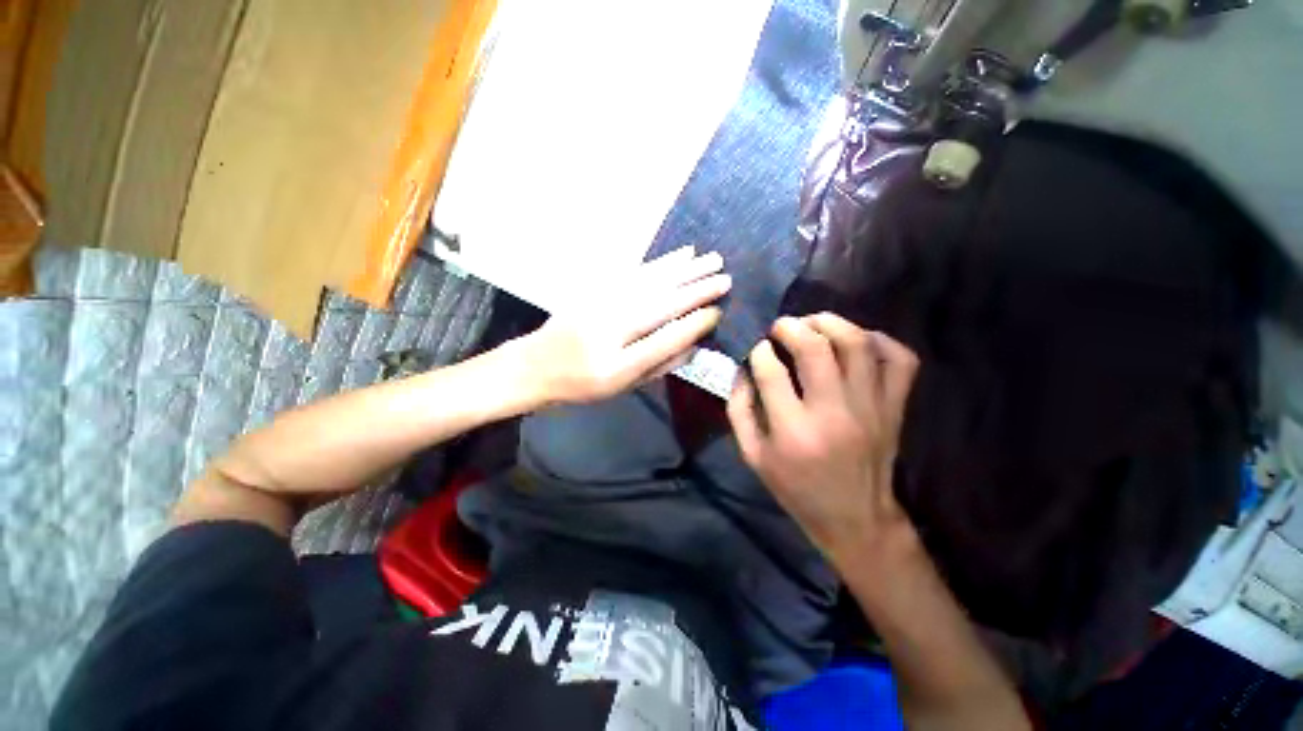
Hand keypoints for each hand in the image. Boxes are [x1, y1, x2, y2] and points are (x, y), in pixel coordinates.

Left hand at [524, 246, 730, 404]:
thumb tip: (695, 345)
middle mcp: (609, 332)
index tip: (719, 311)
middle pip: (660, 306)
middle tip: (726, 277)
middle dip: (696, 290)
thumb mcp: (622, 388)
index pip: (664, 341)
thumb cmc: (582, 385)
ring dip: (684, 270)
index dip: (694, 325)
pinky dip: (661, 262)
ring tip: (711, 259)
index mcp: (616, 367)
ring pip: (650, 283)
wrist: (536, 365)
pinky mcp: (595, 289)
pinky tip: (680, 255)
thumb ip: (659, 367)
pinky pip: (634, 272)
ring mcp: (600, 305)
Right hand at [726, 313, 919, 565]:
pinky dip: (881, 340)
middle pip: (815, 348)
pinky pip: (899, 360)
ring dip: (831, 323)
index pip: (771, 371)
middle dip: (791, 327)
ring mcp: (871, 408)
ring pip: (857, 344)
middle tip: (781, 327)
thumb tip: (742, 370)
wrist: (855, 518)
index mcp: (793, 430)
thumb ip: (739, 410)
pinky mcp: (895, 408)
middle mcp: (833, 413)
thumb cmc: (796, 488)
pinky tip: (858, 341)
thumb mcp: (752, 455)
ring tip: (814, 323)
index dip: (759, 351)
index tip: (757, 349)